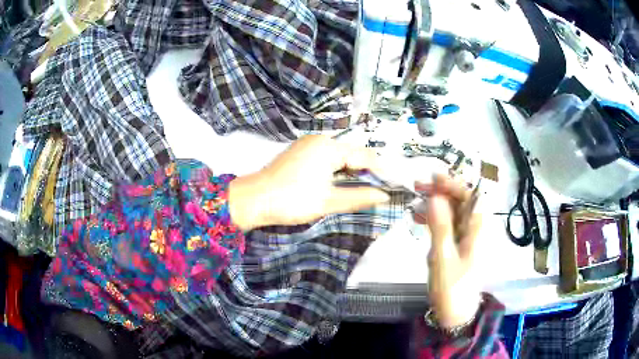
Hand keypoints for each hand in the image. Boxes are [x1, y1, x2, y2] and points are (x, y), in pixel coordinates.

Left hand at [228, 135, 389, 230]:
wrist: (254, 199)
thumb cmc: (291, 200)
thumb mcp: (328, 201)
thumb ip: (359, 196)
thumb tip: (383, 196)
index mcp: (329, 147)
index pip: (364, 155)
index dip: (380, 171)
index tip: (391, 185)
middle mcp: (320, 140)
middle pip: (352, 153)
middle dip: (366, 170)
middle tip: (377, 189)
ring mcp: (308, 144)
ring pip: (339, 155)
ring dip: (352, 170)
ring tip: (362, 188)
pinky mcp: (300, 151)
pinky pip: (326, 156)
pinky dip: (337, 168)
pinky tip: (340, 182)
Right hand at [414, 175, 482, 327]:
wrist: (455, 313)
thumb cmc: (452, 287)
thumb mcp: (443, 257)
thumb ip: (440, 226)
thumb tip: (435, 196)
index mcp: (477, 230)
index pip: (471, 196)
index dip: (454, 184)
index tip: (433, 178)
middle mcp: (474, 229)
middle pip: (461, 201)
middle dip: (441, 191)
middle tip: (418, 186)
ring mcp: (465, 237)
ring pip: (452, 212)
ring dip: (435, 204)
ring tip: (414, 201)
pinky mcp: (457, 245)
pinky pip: (447, 225)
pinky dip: (433, 218)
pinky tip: (417, 218)